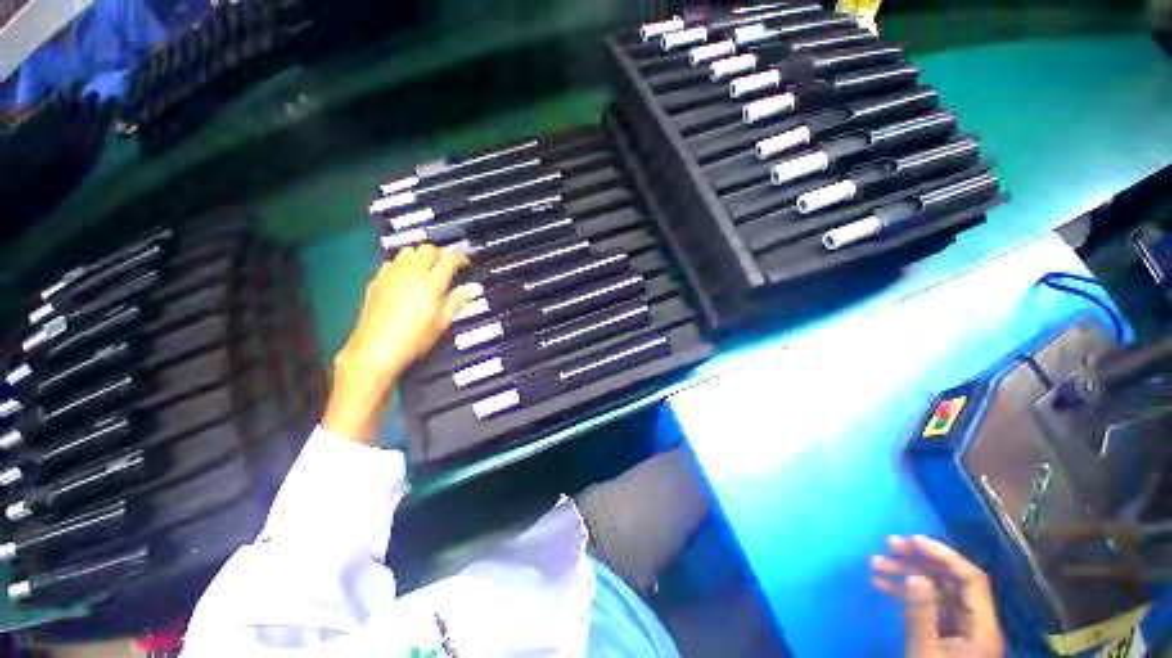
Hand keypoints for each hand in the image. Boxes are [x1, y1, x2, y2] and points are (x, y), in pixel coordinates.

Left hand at [324, 245, 478, 441]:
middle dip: (440, 253)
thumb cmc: (416, 337)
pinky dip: (403, 264)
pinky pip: (392, 262)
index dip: (460, 257)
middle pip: (428, 249)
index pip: (449, 258)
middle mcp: (411, 272)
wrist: (376, 348)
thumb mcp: (442, 321)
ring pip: (408, 251)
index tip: (466, 264)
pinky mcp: (377, 280)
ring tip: (427, 269)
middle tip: (448, 266)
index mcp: (431, 282)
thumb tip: (475, 287)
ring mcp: (391, 274)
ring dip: (421, 255)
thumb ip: (458, 300)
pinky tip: (405, 278)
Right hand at [871, 535, 1004, 657]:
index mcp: (983, 627)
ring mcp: (962, 627)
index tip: (912, 540)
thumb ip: (921, 615)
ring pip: (937, 588)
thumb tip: (916, 576)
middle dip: (920, 560)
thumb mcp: (924, 652)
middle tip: (890, 545)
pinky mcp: (947, 631)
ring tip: (876, 563)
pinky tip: (881, 584)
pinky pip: (929, 602)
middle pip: (953, 580)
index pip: (971, 579)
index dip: (944, 555)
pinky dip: (906, 591)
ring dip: (907, 573)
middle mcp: (977, 622)